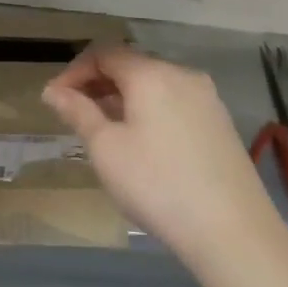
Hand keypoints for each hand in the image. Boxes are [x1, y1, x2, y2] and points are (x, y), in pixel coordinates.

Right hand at [43, 45, 277, 258]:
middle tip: (76, 115)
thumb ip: (77, 112)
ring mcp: (207, 98)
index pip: (103, 53)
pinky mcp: (221, 123)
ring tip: (106, 131)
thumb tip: (53, 91)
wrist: (234, 233)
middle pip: (131, 65)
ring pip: (154, 85)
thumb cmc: (158, 185)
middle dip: (99, 85)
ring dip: (124, 99)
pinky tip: (143, 144)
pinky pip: (174, 102)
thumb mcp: (106, 149)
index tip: (56, 99)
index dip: (74, 71)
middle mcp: (181, 74)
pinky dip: (150, 111)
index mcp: (151, 73)